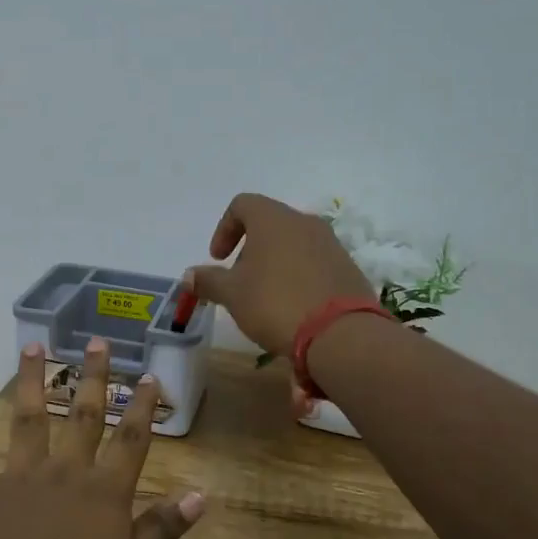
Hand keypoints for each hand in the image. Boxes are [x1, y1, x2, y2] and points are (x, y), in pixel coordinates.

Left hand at [0, 339, 206, 538]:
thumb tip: (200, 494)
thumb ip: (163, 528)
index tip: (149, 374)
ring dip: (31, 382)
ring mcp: (19, 477)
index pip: (131, 440)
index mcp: (104, 491)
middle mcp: (64, 472)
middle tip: (97, 341)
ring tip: (33, 347)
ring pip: (28, 419)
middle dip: (93, 378)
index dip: (142, 407)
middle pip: (83, 416)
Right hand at [186, 192, 373, 356]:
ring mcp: (331, 244)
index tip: (218, 260)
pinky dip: (298, 276)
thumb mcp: (232, 294)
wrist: (340, 333)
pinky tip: (294, 307)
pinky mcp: (348, 268)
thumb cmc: (275, 303)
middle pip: (269, 224)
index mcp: (273, 219)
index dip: (224, 229)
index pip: (242, 204)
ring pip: (294, 244)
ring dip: (274, 264)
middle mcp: (305, 222)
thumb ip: (208, 281)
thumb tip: (189, 276)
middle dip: (249, 250)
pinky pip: (315, 263)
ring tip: (266, 298)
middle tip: (240, 282)